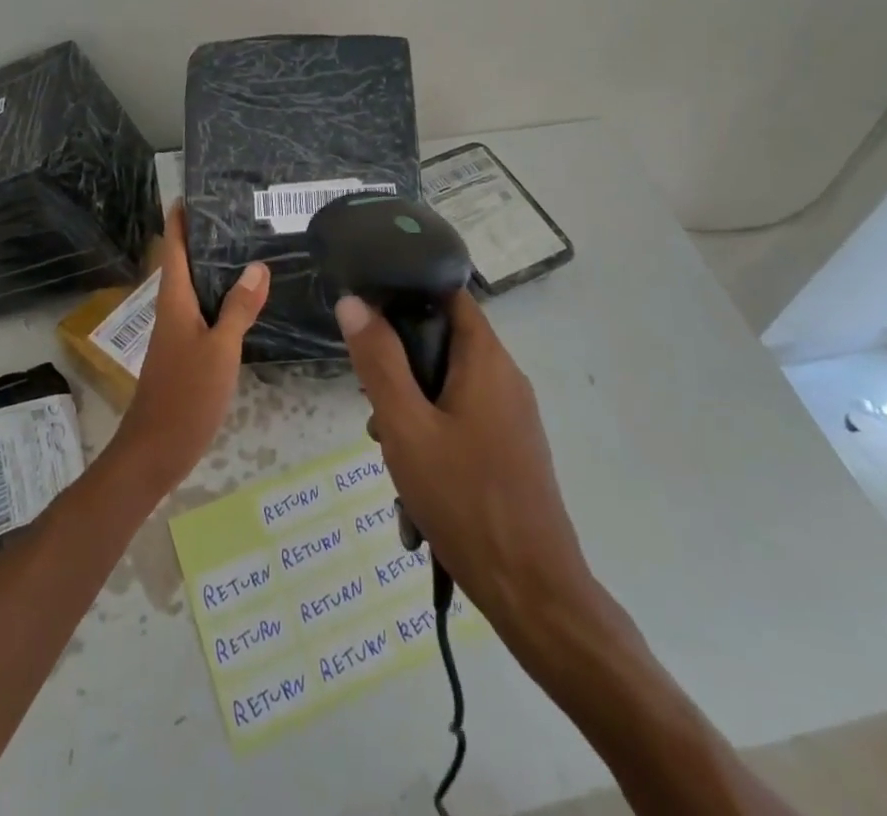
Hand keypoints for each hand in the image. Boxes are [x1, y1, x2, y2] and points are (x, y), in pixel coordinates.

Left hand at [107, 202, 269, 497]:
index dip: (177, 222)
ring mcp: (178, 334)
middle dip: (200, 238)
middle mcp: (173, 312)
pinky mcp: (186, 353)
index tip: (187, 194)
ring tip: (243, 246)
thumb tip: (257, 265)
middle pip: (183, 265)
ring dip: (212, 267)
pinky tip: (243, 299)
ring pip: (194, 288)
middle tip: (232, 213)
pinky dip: (220, 296)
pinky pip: (203, 311)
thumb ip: (239, 308)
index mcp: (175, 303)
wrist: (155, 451)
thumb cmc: (186, 395)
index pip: (173, 251)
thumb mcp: (220, 349)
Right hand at [335, 291, 599, 633]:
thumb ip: (379, 362)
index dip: (407, 294)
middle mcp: (505, 377)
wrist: (533, 593)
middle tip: (374, 408)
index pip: (448, 294)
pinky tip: (415, 488)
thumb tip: (354, 302)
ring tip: (389, 454)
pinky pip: (463, 422)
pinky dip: (434, 438)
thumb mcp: (406, 427)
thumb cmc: (464, 500)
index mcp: (486, 359)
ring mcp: (512, 416)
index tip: (368, 316)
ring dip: (413, 411)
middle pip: (444, 344)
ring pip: (449, 388)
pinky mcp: (512, 449)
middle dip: (401, 369)